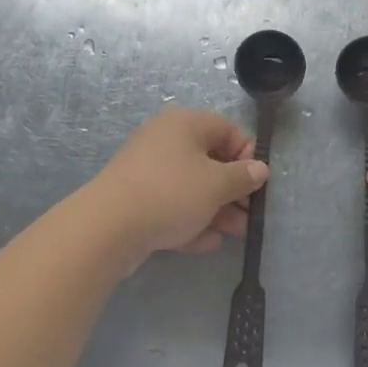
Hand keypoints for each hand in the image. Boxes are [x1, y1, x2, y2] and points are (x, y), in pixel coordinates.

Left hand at [90, 108, 266, 266]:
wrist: (108, 227)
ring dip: (216, 209)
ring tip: (235, 234)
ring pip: (191, 186)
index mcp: (185, 123)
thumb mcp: (216, 185)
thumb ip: (242, 177)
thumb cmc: (170, 193)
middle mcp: (165, 139)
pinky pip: (171, 205)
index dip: (247, 155)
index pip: (227, 130)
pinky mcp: (136, 198)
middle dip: (233, 190)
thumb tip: (260, 168)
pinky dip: (190, 220)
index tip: (257, 183)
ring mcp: (148, 170)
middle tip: (249, 216)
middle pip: (210, 160)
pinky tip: (206, 243)